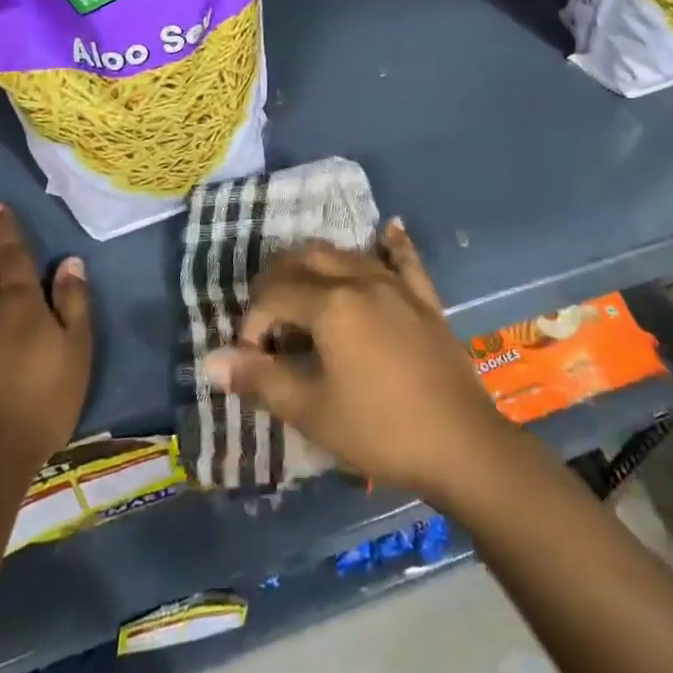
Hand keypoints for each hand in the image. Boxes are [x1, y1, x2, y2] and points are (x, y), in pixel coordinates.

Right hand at [201, 219, 514, 506]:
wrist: (460, 443)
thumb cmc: (379, 428)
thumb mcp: (311, 410)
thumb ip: (260, 379)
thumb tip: (211, 361)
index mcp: (331, 304)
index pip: (274, 296)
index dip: (252, 323)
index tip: (250, 359)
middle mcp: (362, 279)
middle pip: (307, 259)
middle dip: (278, 282)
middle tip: (268, 320)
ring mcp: (397, 285)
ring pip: (348, 254)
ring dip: (318, 265)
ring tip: (304, 292)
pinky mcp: (425, 299)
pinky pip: (405, 260)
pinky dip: (391, 244)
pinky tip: (388, 229)